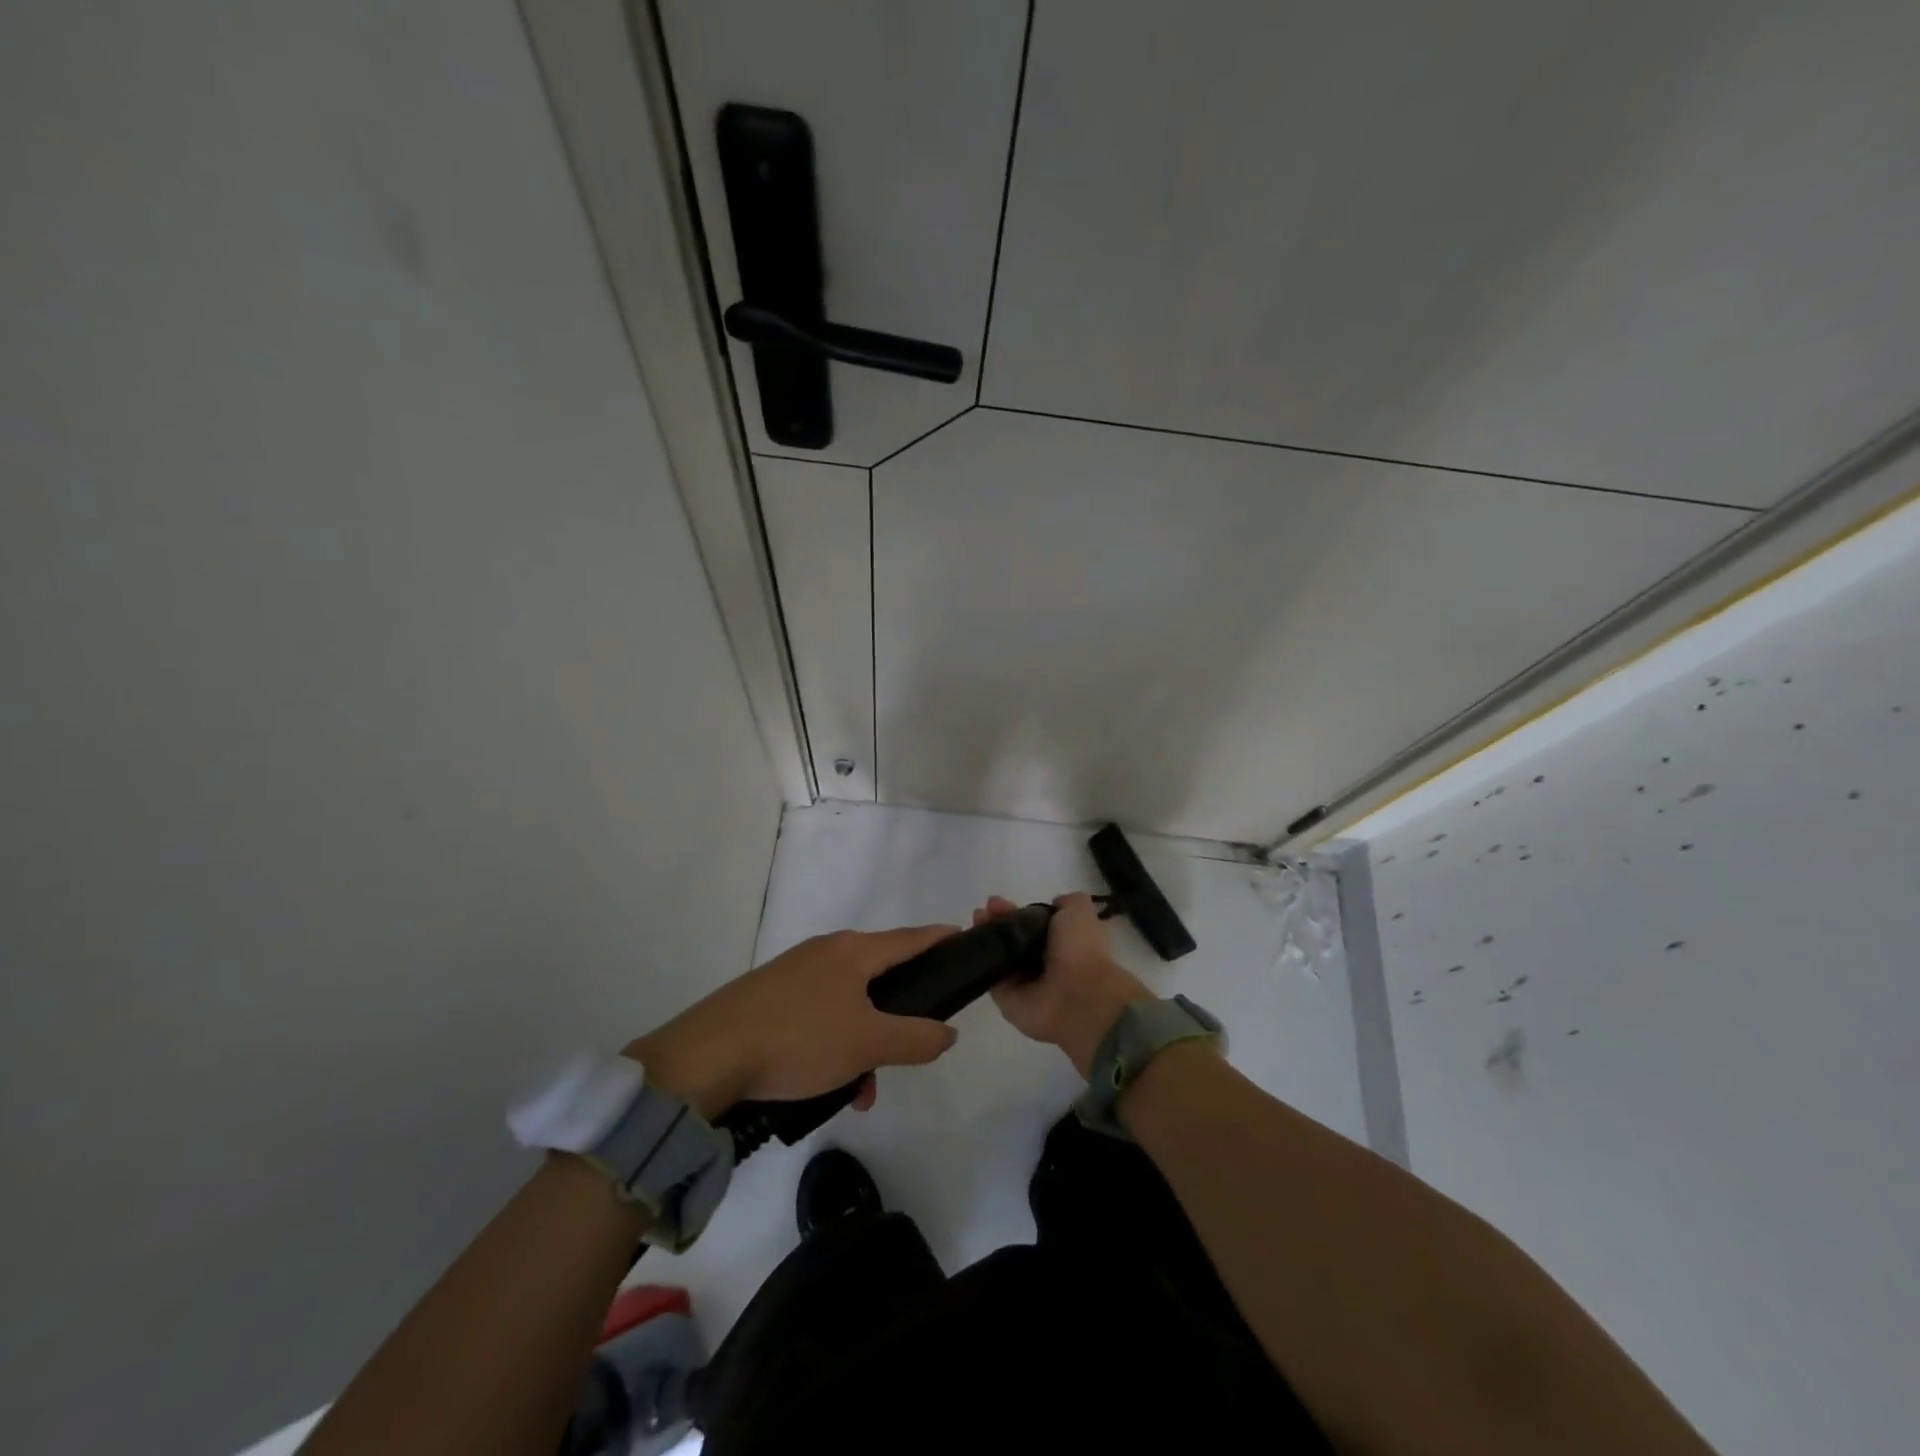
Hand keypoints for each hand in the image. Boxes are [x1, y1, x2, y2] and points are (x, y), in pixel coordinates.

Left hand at [626, 925, 960, 1117]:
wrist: (707, 1056)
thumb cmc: (800, 1039)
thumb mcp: (867, 1044)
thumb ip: (916, 1037)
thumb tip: (948, 1031)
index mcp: (852, 951)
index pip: (909, 938)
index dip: (938, 938)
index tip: (962, 937)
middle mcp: (825, 951)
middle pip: (878, 976)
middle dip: (896, 1017)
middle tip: (907, 1051)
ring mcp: (793, 972)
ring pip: (847, 1003)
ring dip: (862, 1043)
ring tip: (859, 1090)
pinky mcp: (769, 996)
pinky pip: (818, 1015)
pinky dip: (832, 1044)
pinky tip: (823, 1084)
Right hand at [978, 893, 1151, 1075]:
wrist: (1077, 996)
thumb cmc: (1080, 949)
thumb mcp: (1080, 911)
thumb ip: (1068, 902)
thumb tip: (1054, 903)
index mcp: (1063, 942)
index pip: (1033, 924)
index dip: (1017, 911)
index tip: (999, 901)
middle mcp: (1042, 962)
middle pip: (1012, 937)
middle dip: (998, 920)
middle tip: (985, 909)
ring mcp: (1022, 981)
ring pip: (998, 953)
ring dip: (985, 935)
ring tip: (976, 919)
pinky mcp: (1005, 997)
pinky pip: (987, 974)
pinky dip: (977, 958)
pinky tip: (968, 940)